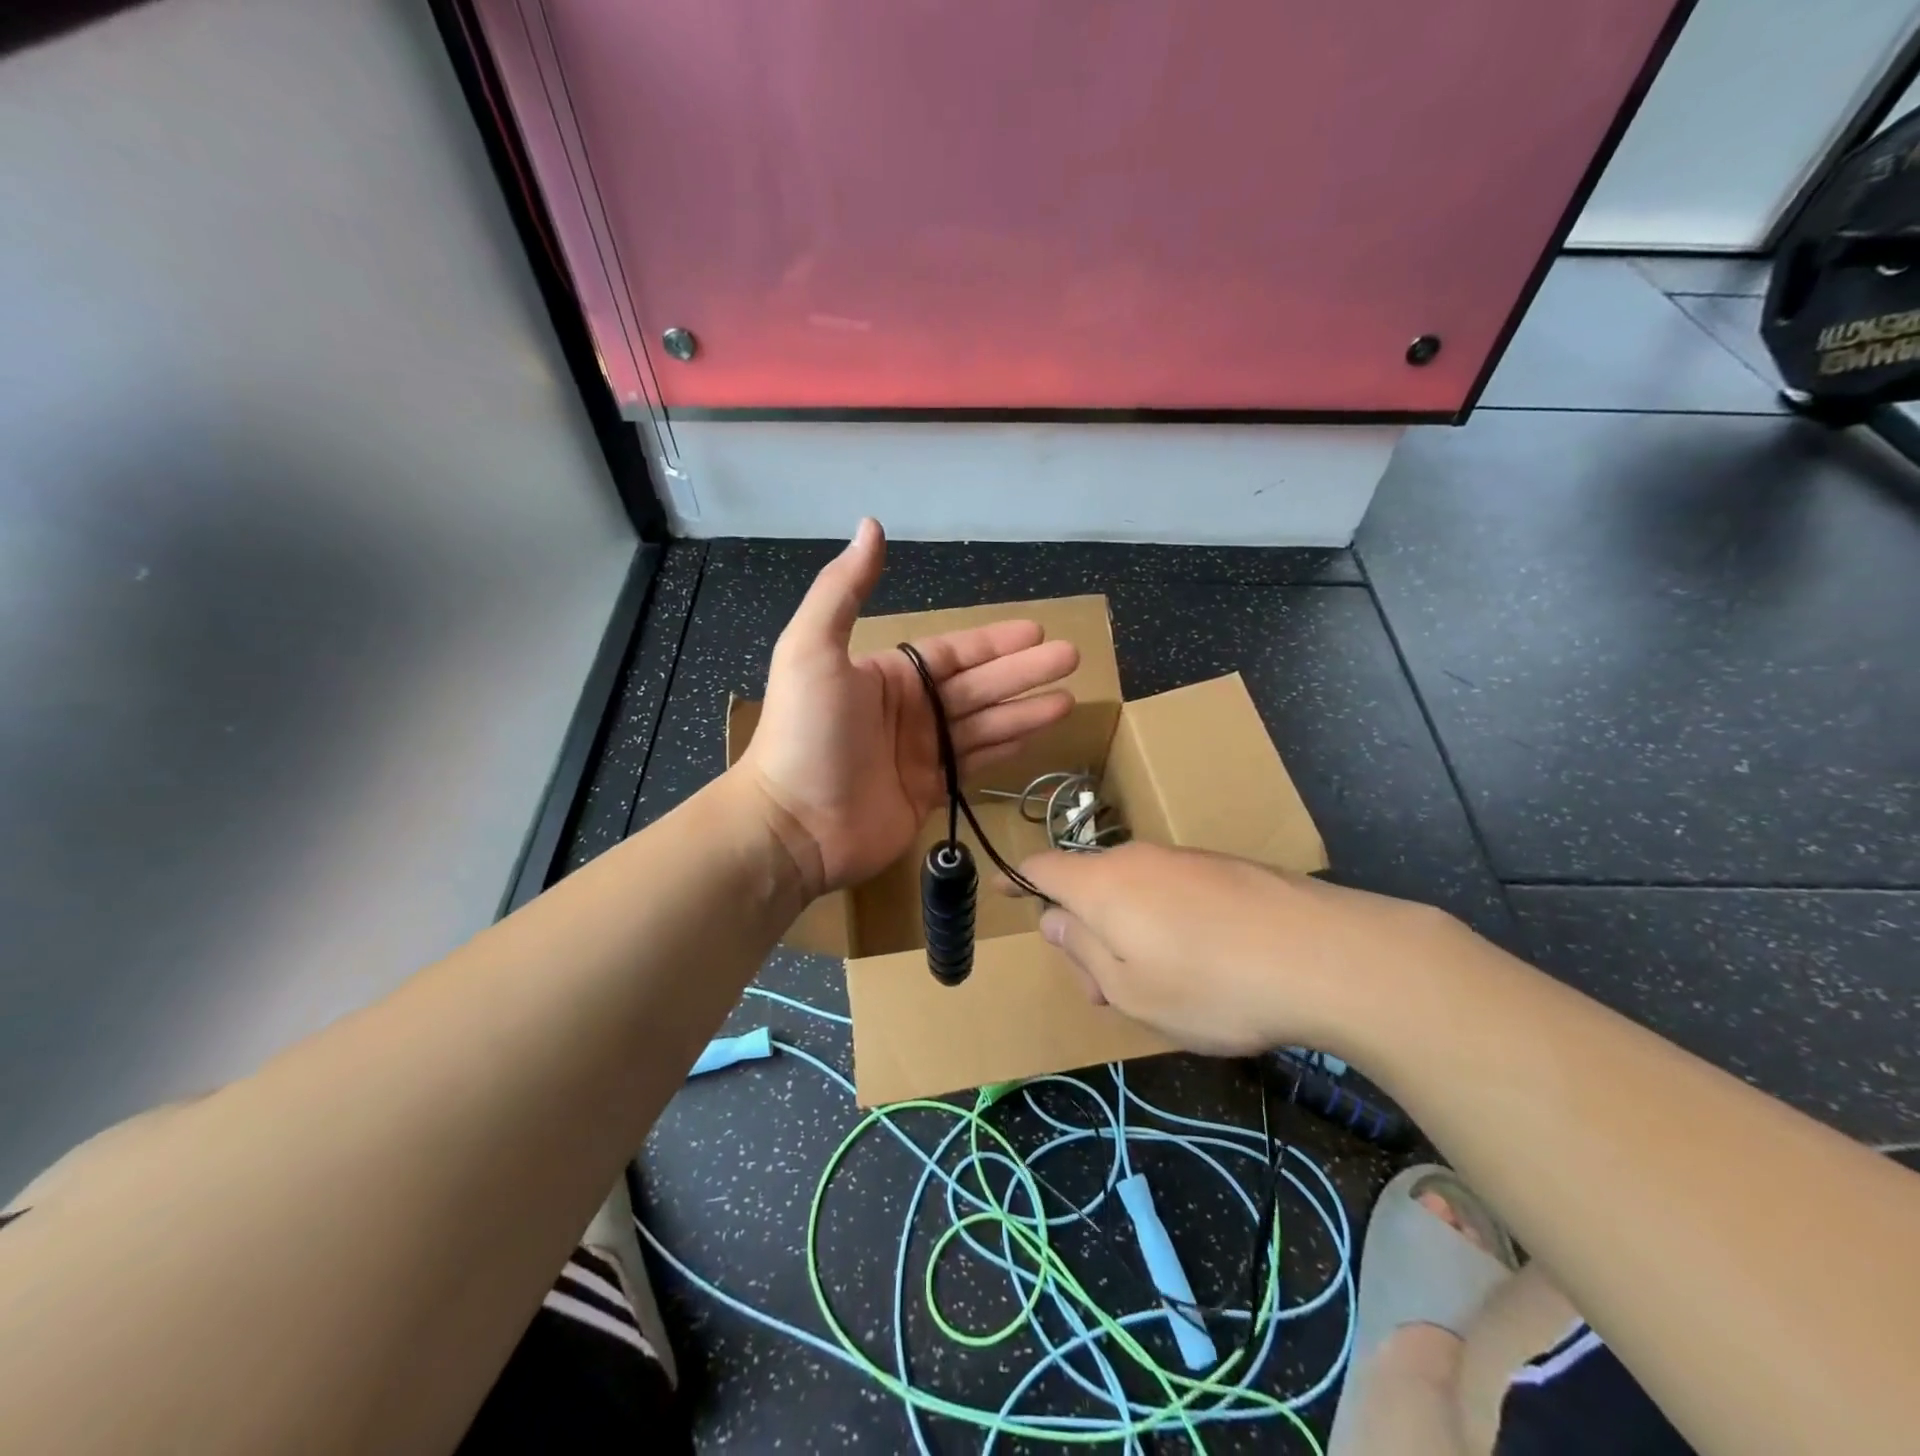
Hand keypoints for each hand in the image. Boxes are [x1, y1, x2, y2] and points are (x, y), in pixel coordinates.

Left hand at [738, 520, 1079, 896]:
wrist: (793, 824)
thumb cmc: (806, 733)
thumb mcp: (812, 649)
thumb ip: (843, 589)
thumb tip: (870, 525)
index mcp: (888, 676)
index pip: (953, 653)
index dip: (995, 642)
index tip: (1038, 631)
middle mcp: (908, 711)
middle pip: (978, 686)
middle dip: (1024, 672)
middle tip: (1072, 658)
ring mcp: (920, 754)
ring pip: (984, 725)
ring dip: (1025, 710)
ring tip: (1069, 699)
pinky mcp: (928, 793)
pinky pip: (975, 764)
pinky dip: (1006, 749)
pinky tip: (1037, 736)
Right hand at [1017, 843, 1457, 1057]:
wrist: (1327, 956)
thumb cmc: (1211, 984)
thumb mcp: (1129, 989)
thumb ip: (1081, 949)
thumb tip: (1052, 918)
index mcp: (1103, 885)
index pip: (1042, 868)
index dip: (1017, 879)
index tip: (1000, 889)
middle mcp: (1138, 859)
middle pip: (1089, 885)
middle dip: (1082, 931)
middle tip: (1103, 991)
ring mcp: (1186, 860)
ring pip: (1133, 891)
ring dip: (1125, 933)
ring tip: (1155, 988)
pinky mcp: (1227, 870)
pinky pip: (1172, 892)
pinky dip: (1163, 923)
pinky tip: (1200, 965)